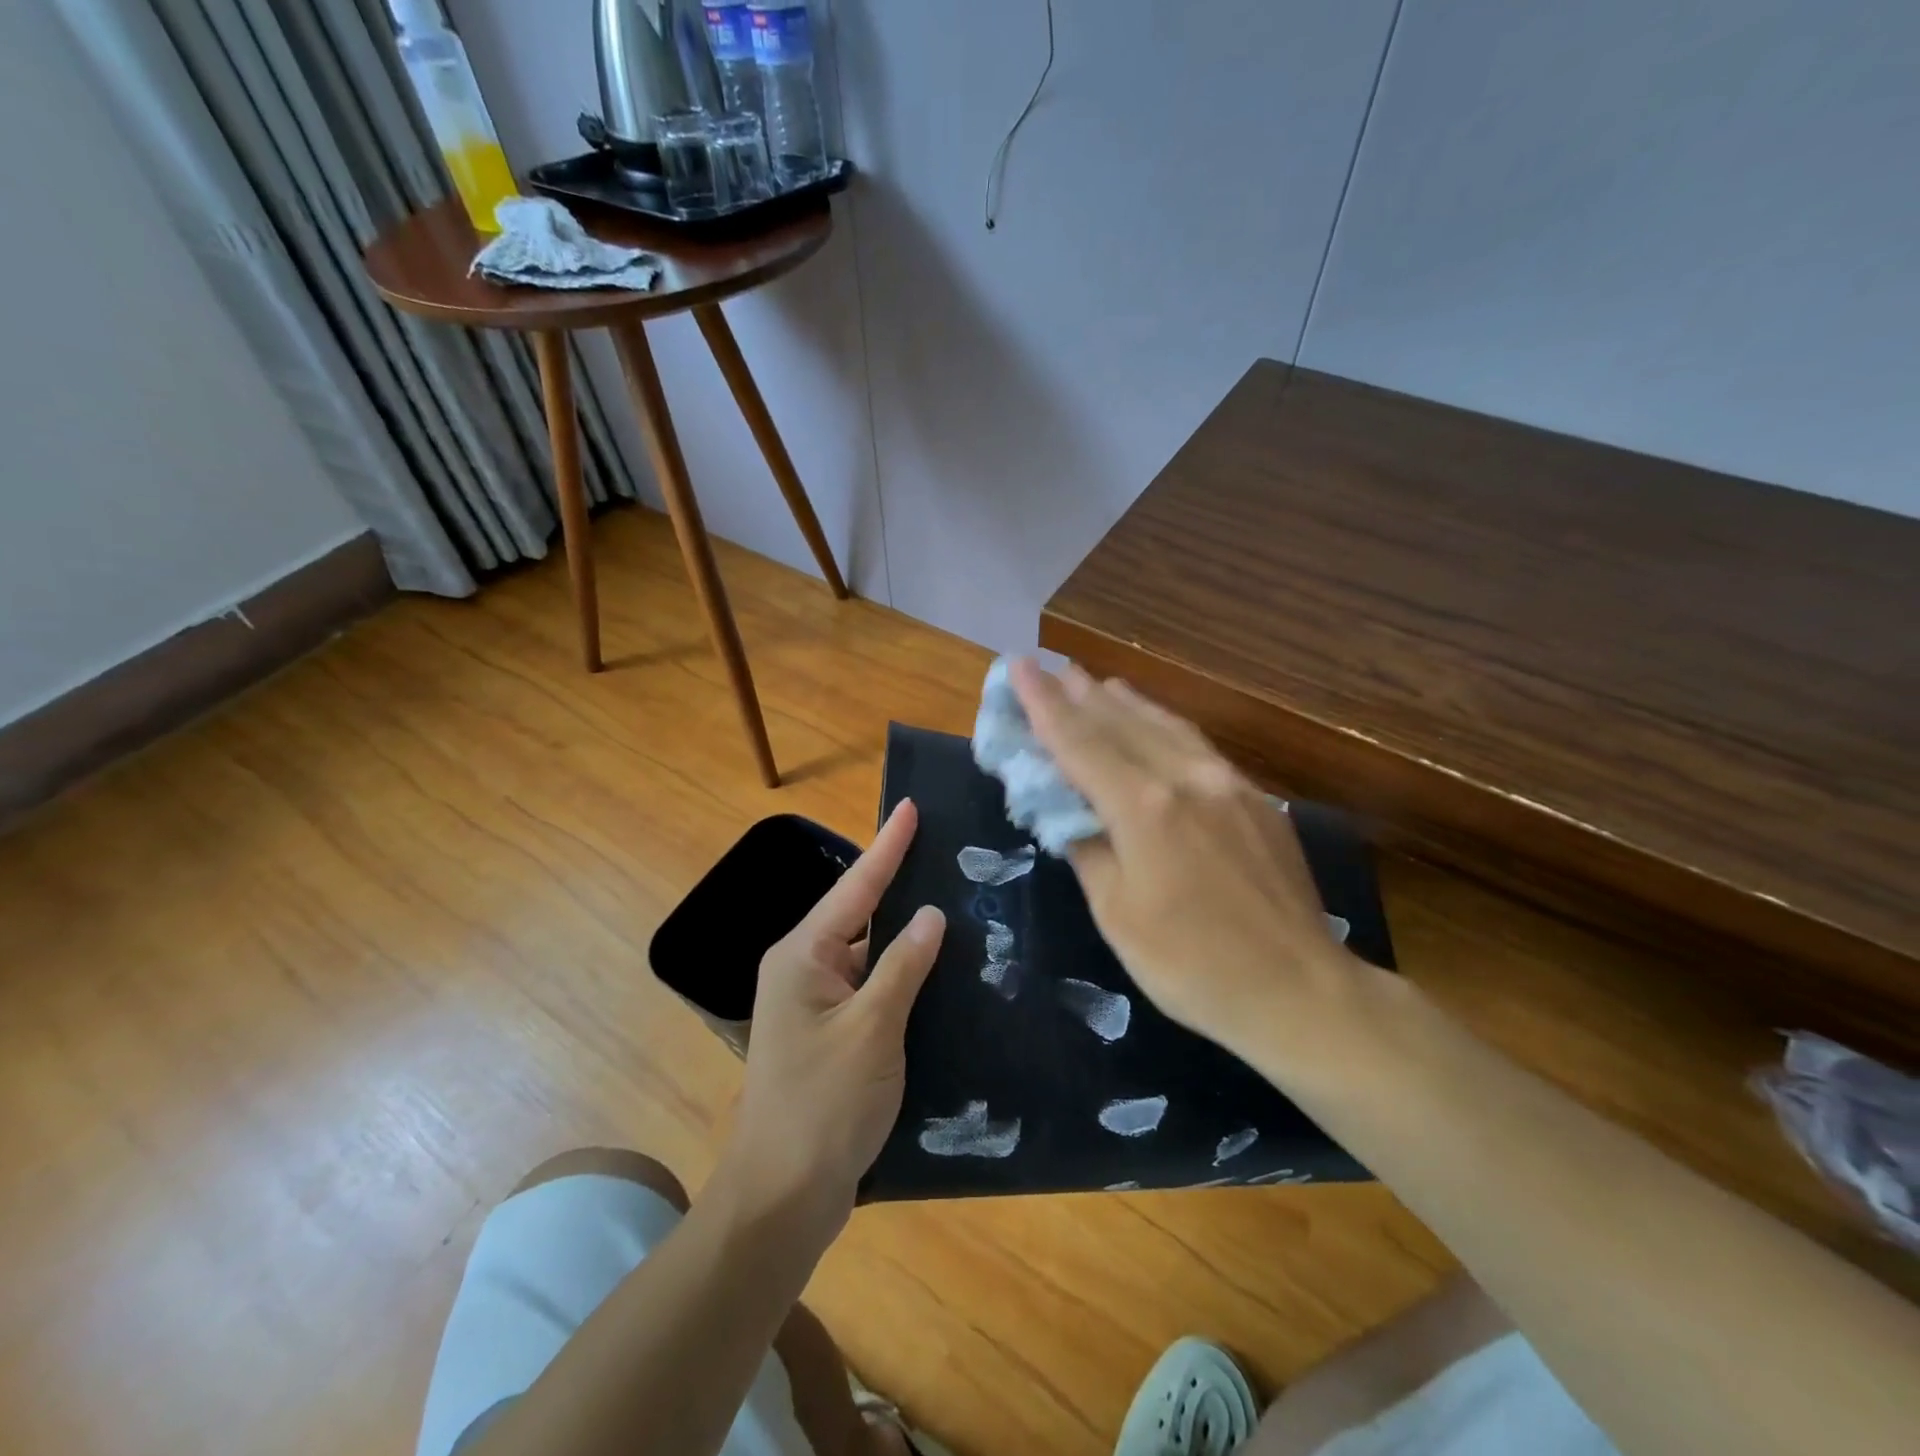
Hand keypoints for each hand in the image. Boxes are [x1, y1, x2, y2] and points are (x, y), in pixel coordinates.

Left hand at [720, 801, 944, 1238]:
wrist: (783, 1196)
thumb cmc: (824, 1105)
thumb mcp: (872, 1030)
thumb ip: (903, 966)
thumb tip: (930, 914)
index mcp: (802, 956)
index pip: (855, 887)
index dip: (888, 846)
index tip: (910, 807)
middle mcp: (804, 970)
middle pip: (859, 914)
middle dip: (900, 883)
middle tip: (944, 849)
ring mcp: (815, 1005)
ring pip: (868, 953)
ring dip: (905, 934)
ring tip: (953, 899)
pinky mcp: (831, 1035)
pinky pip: (871, 988)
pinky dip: (901, 975)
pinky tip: (938, 969)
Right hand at [1010, 659, 1379, 1077]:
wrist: (1299, 990)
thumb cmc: (1192, 965)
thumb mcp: (1118, 914)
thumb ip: (1088, 849)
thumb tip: (1068, 810)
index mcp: (1144, 807)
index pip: (1080, 743)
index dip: (1043, 705)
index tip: (1018, 668)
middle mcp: (1186, 778)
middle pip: (1121, 723)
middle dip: (1079, 693)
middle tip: (1049, 667)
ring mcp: (1227, 783)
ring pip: (1164, 725)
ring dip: (1123, 701)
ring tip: (1094, 681)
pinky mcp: (1255, 798)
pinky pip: (1196, 744)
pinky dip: (1163, 724)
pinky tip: (1155, 722)